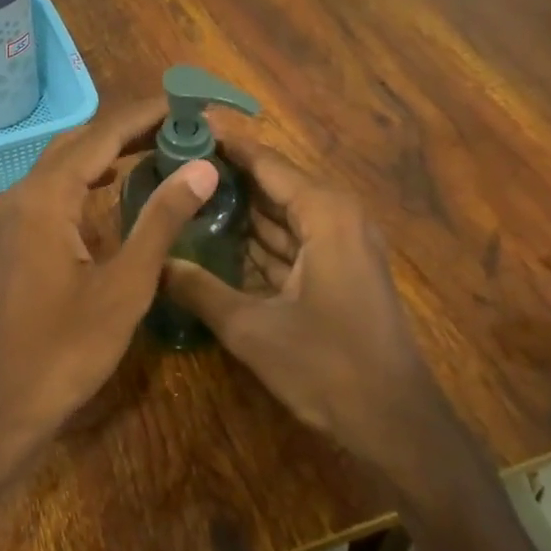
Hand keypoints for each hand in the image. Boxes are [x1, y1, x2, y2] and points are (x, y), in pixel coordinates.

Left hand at [0, 98, 218, 476]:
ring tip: (157, 147)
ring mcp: (10, 217)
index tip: (188, 104)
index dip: (147, 116)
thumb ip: (162, 220)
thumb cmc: (67, 349)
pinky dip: (86, 178)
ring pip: (62, 164)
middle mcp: (21, 194)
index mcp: (45, 197)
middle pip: (79, 142)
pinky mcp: (11, 238)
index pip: (102, 135)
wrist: (2, 405)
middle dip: (128, 129)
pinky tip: (114, 188)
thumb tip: (202, 167)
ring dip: (106, 151)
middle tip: (180, 126)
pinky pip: (52, 190)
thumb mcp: (126, 285)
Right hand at [162, 137, 457, 475]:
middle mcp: (336, 216)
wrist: (397, 423)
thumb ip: (199, 290)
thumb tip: (153, 263)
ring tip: (183, 199)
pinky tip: (215, 242)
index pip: (264, 161)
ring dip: (238, 210)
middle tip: (169, 167)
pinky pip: (290, 241)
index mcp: (324, 212)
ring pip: (280, 214)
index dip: (223, 143)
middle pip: (272, 183)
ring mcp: (341, 244)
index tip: (182, 127)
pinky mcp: (339, 271)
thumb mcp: (252, 328)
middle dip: (224, 177)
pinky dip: (256, 241)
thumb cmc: (328, 366)